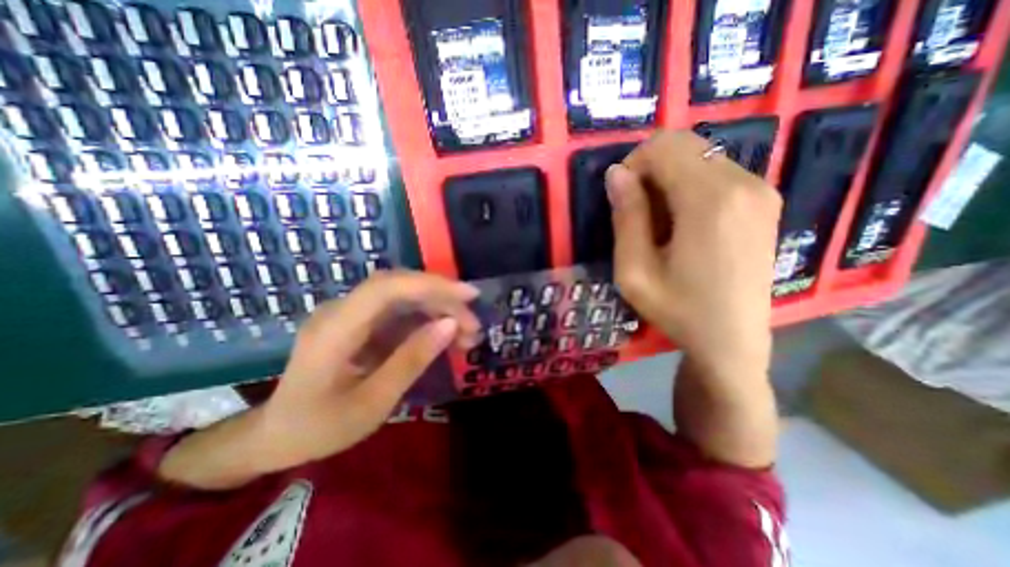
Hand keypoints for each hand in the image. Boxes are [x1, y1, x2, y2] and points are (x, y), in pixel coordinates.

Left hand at [160, 270, 480, 485]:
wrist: (277, 436)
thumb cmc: (320, 428)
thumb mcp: (372, 403)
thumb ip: (411, 360)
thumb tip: (450, 325)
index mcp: (335, 329)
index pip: (387, 287)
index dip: (430, 285)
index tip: (468, 296)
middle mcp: (342, 310)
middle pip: (400, 287)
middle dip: (442, 300)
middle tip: (473, 326)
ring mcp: (351, 314)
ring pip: (404, 296)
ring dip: (438, 309)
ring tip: (466, 334)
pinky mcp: (361, 322)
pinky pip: (400, 311)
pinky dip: (427, 319)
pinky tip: (445, 336)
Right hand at [607, 129, 778, 376]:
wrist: (732, 341)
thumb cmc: (677, 309)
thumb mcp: (634, 270)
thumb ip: (626, 217)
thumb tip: (616, 173)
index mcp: (710, 200)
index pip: (663, 147)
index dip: (633, 165)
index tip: (622, 199)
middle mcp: (743, 183)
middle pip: (684, 144)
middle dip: (650, 168)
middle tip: (637, 211)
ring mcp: (760, 191)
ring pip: (700, 156)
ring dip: (669, 178)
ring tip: (660, 222)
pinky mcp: (764, 202)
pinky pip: (717, 172)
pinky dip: (690, 186)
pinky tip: (684, 223)